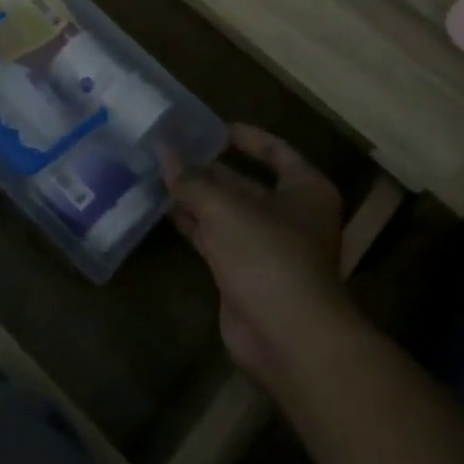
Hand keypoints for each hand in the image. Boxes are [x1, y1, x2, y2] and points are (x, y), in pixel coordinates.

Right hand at [161, 125, 354, 380]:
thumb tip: (162, 151)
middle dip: (210, 169)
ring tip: (158, 173)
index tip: (213, 127)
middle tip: (171, 149)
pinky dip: (193, 224)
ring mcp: (267, 247)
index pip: (277, 152)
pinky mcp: (244, 274)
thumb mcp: (225, 208)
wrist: (287, 336)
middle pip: (247, 183)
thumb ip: (191, 180)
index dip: (247, 137)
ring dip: (196, 196)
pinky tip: (165, 209)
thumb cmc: (268, 255)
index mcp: (305, 190)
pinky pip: (215, 239)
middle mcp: (290, 215)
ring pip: (227, 213)